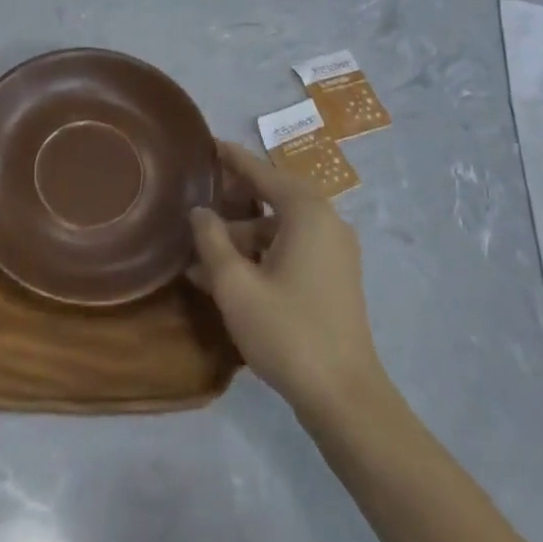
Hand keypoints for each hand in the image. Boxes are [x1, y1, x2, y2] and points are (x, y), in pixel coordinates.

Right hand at [189, 142, 386, 424]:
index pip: (262, 172)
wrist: (344, 397)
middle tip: (198, 198)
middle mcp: (326, 221)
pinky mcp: (335, 278)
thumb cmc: (287, 331)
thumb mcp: (235, 285)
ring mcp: (334, 251)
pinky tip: (227, 276)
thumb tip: (199, 212)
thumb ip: (212, 241)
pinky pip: (292, 249)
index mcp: (306, 212)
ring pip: (280, 228)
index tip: (207, 144)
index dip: (232, 158)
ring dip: (242, 237)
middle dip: (234, 200)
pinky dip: (261, 254)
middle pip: (272, 197)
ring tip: (201, 253)